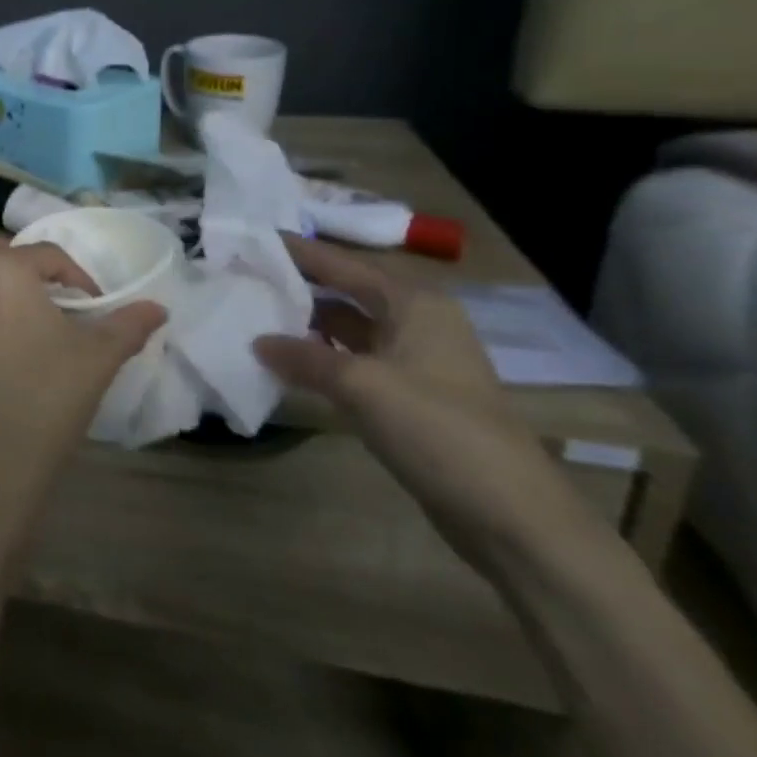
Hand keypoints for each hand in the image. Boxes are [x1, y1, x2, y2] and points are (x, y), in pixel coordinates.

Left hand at [0, 234, 164, 566]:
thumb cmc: (45, 396)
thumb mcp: (97, 357)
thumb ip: (127, 325)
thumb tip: (158, 307)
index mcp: (2, 270)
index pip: (46, 253)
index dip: (79, 276)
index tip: (98, 307)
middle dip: (24, 262)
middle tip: (54, 294)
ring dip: (0, 286)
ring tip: (35, 321)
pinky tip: (9, 350)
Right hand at [254, 235, 598, 575]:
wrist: (512, 517)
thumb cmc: (439, 431)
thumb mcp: (361, 386)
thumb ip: (303, 357)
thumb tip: (256, 341)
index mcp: (414, 303)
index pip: (341, 263)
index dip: (296, 251)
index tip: (249, 239)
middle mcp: (416, 321)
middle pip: (345, 290)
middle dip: (297, 284)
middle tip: (243, 275)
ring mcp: (415, 360)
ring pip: (348, 326)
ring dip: (306, 322)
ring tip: (253, 313)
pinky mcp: (409, 394)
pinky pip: (353, 359)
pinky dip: (320, 355)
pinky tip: (285, 360)